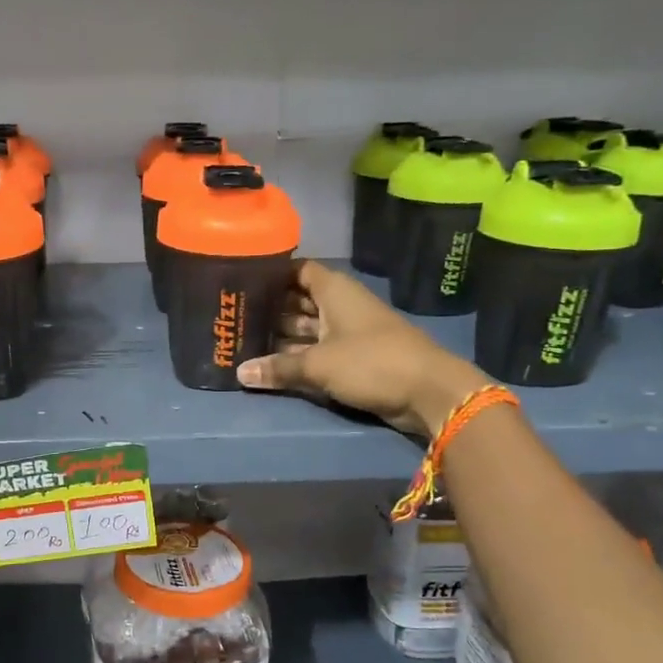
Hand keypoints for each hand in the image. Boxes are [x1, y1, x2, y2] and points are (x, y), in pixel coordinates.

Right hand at [236, 261, 488, 437]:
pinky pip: (318, 351)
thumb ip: (279, 368)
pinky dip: (298, 356)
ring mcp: (349, 332)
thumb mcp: (319, 364)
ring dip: (281, 336)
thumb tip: (240, 372)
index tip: (242, 281)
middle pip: (299, 301)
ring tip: (244, 342)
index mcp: (335, 291)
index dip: (272, 274)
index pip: (298, 270)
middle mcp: (340, 305)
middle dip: (270, 309)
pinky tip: (271, 365)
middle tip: (234, 317)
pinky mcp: (355, 358)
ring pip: (308, 328)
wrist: (428, 391)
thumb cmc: (371, 362)